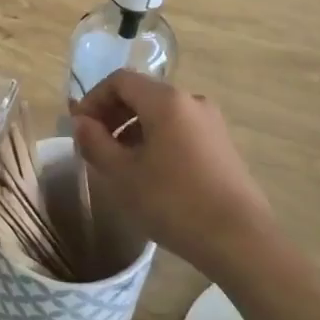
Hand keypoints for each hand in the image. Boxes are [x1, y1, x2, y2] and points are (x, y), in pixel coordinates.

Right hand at [70, 71, 274, 273]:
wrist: (239, 239)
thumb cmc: (173, 202)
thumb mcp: (123, 175)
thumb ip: (95, 142)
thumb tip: (80, 122)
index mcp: (167, 100)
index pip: (120, 80)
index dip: (94, 99)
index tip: (79, 128)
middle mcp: (191, 101)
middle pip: (142, 94)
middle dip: (112, 114)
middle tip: (94, 146)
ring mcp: (211, 122)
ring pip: (161, 113)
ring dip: (133, 129)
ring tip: (119, 163)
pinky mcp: (221, 144)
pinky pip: (179, 129)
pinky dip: (156, 140)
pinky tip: (150, 173)